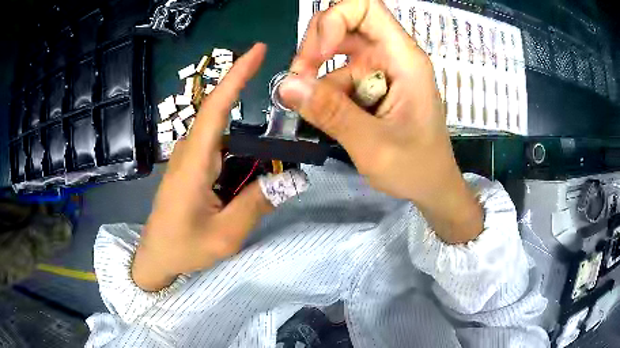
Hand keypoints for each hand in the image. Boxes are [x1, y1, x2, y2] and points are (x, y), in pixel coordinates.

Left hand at [132, 44, 272, 290]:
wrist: (156, 257)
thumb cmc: (184, 247)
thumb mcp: (225, 235)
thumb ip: (256, 204)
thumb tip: (290, 179)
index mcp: (194, 163)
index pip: (216, 107)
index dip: (237, 75)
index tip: (258, 50)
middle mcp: (190, 151)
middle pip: (222, 113)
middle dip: (250, 98)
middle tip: (286, 108)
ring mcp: (189, 158)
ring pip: (224, 132)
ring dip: (249, 134)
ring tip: (276, 145)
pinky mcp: (191, 167)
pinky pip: (220, 147)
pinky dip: (241, 148)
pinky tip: (255, 164)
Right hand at [279, 0, 481, 242]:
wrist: (432, 187)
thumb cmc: (416, 168)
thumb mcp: (372, 144)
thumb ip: (330, 112)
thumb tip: (286, 85)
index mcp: (403, 59)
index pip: (366, 8)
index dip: (334, 20)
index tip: (317, 57)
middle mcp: (392, 56)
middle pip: (344, 26)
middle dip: (315, 50)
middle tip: (298, 83)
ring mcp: (381, 71)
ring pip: (336, 55)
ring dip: (317, 78)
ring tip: (311, 112)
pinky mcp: (372, 87)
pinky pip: (339, 77)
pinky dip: (324, 94)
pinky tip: (325, 118)